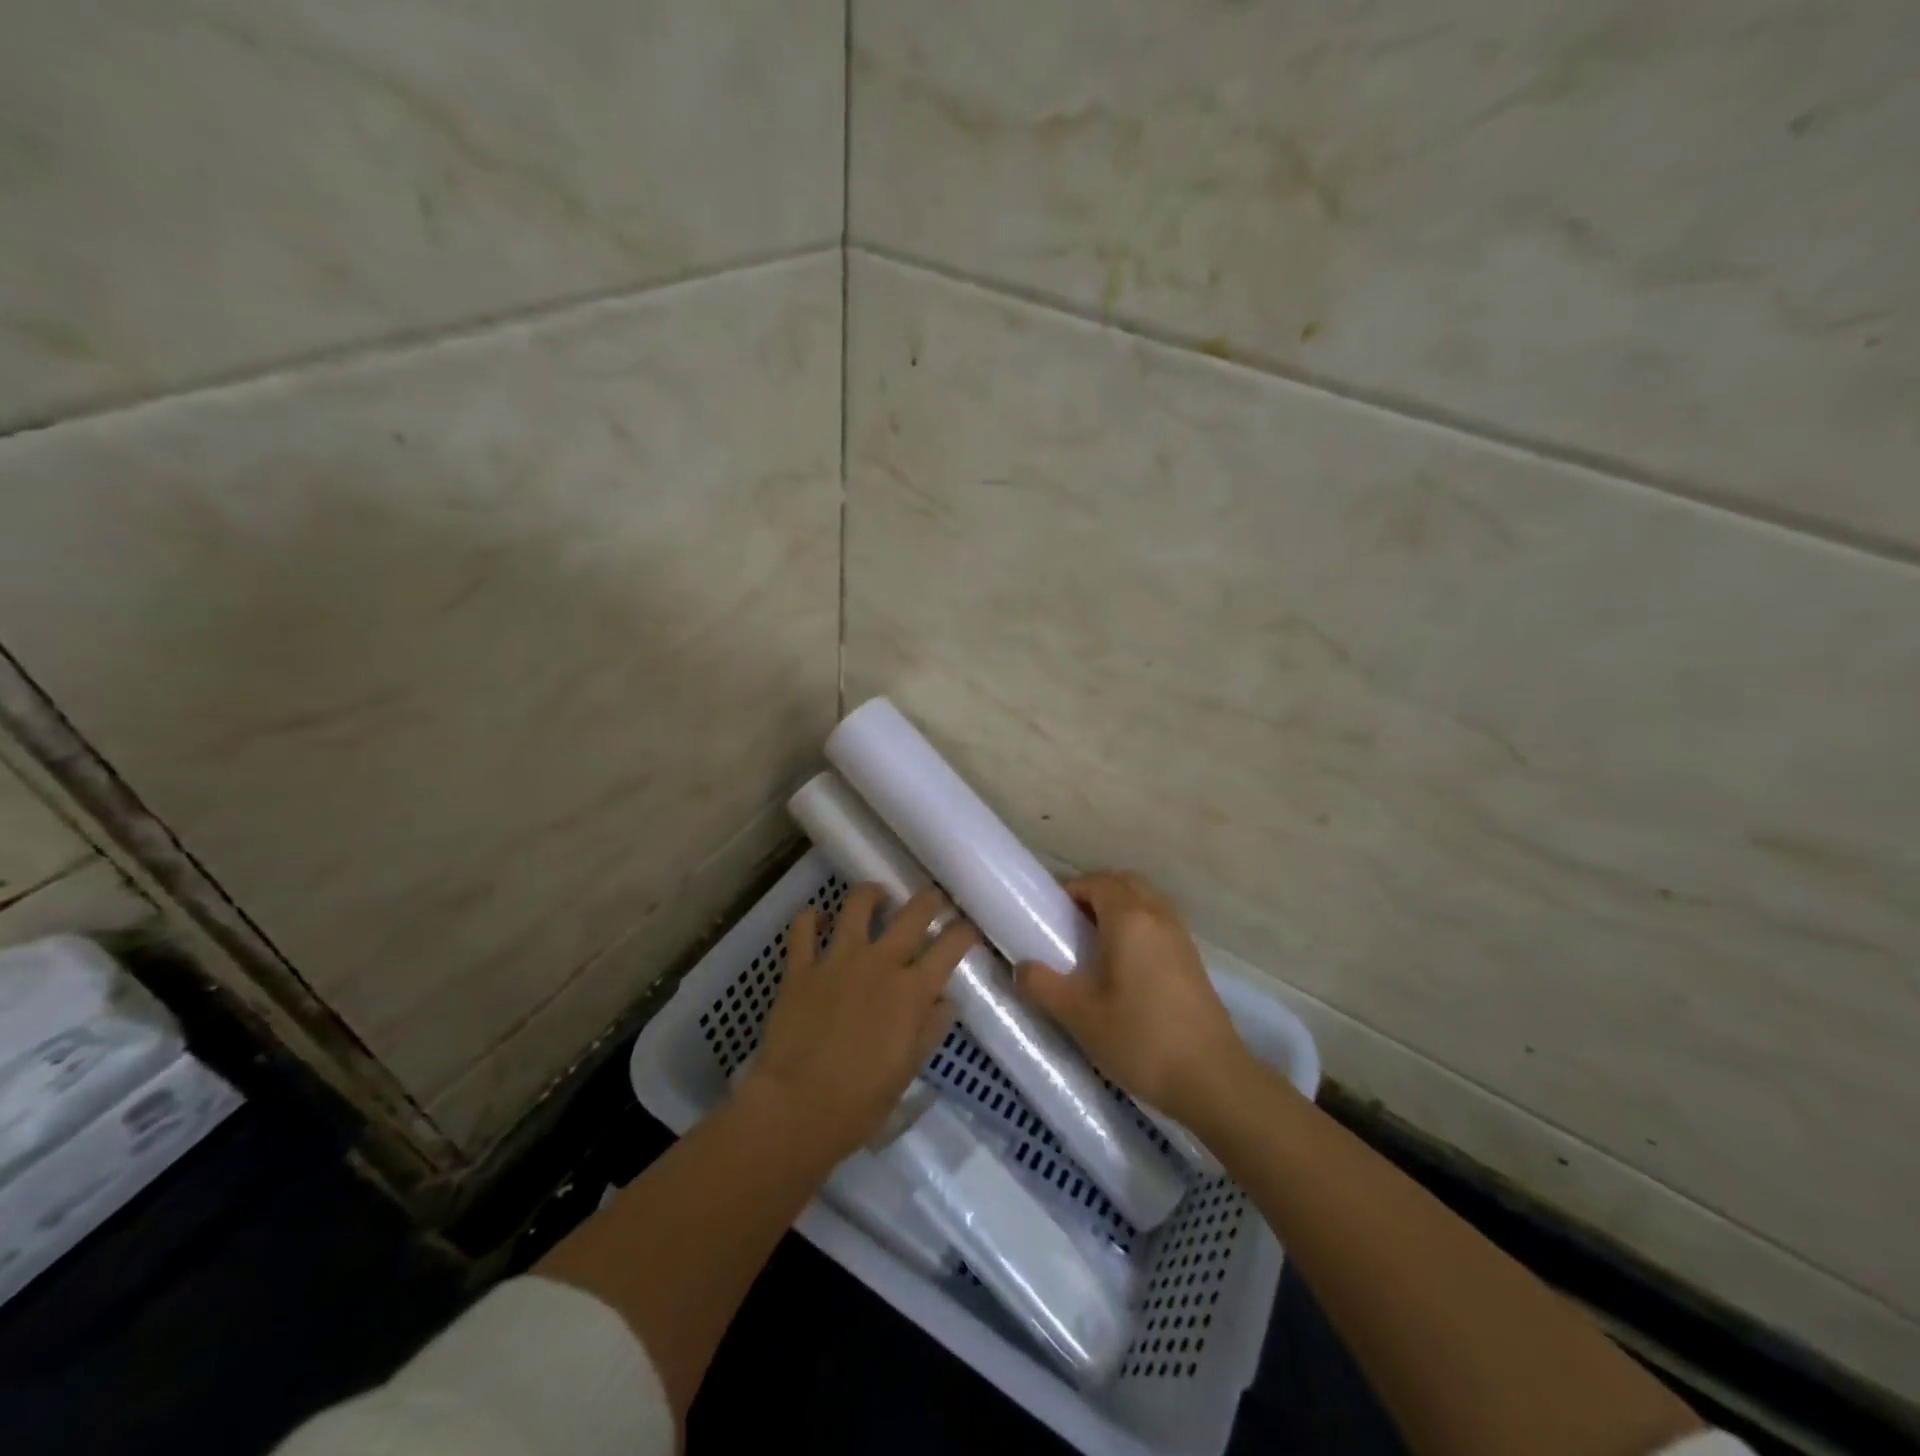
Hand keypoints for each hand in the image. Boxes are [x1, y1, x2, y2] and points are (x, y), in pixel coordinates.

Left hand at [740, 883, 979, 1158]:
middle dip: (930, 899)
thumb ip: (930, 1028)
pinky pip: (802, 928)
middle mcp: (880, 963)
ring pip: (858, 905)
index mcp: (912, 990)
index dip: (965, 931)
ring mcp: (837, 959)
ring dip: (872, 894)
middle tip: (933, 898)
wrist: (796, 1108)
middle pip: (913, 913)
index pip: (950, 946)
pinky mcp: (800, 967)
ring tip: (878, 896)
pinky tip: (816, 917)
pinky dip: (810, 918)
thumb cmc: (861, 1100)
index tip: (969, 927)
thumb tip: (944, 1000)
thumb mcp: (908, 1069)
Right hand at [1016, 872, 1248, 1125]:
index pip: (1096, 882)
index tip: (1049, 912)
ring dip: (1119, 907)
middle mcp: (1158, 916)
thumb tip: (1022, 967)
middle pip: (1124, 884)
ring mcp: (1181, 936)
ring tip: (1094, 942)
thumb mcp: (1081, 1017)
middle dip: (1095, 892)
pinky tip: (1125, 964)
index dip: (1070, 890)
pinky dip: (1138, 926)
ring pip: (1146, 901)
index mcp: (1129, 920)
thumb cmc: (1141, 1040)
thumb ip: (1044, 986)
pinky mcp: (1194, 959)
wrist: (1212, 1079)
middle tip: (1069, 922)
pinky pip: (1160, 922)